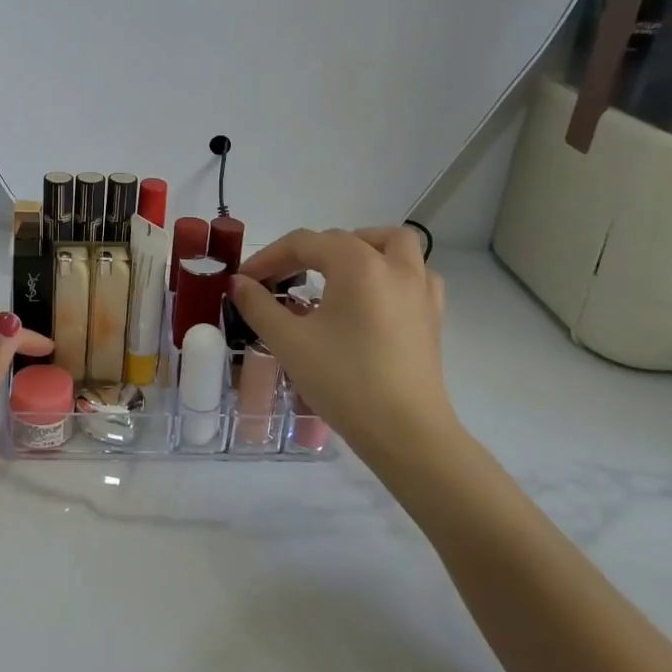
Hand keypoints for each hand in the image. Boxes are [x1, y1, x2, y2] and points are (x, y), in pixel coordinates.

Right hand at [231, 227, 465, 469]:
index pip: (304, 243)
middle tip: (281, 281)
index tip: (244, 281)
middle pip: (345, 239)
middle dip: (307, 253)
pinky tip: (371, 299)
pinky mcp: (432, 316)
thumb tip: (239, 284)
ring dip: (360, 249)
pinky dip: (390, 274)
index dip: (268, 257)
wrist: (405, 433)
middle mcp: (394, 266)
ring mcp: (420, 290)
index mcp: (358, 264)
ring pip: (393, 245)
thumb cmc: (344, 381)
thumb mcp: (288, 342)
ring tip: (335, 274)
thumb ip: (258, 306)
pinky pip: (414, 275)